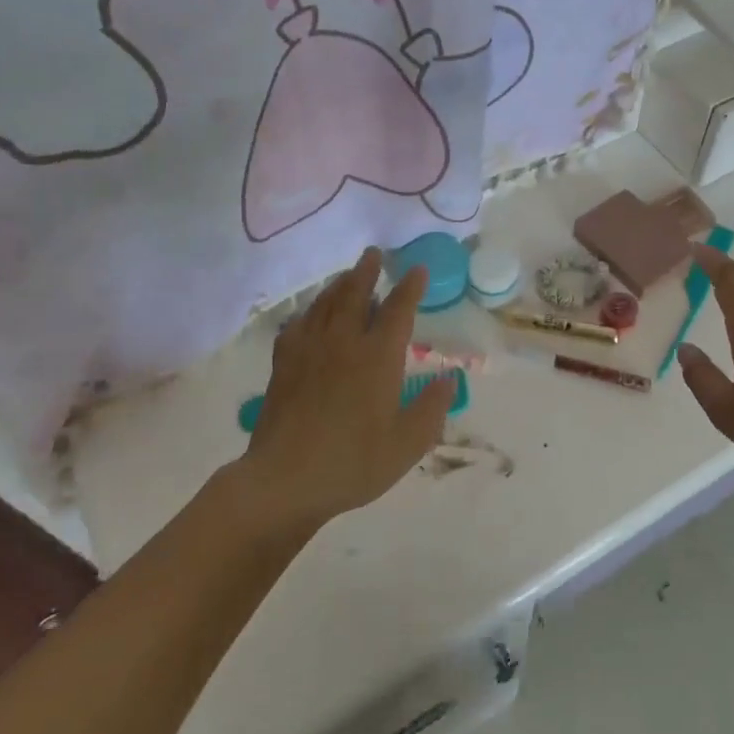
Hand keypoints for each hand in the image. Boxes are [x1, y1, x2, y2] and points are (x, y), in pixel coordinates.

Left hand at [237, 248, 455, 529]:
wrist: (285, 480)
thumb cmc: (354, 462)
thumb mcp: (407, 443)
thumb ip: (432, 408)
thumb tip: (449, 379)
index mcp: (378, 357)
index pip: (398, 310)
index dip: (410, 287)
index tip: (417, 270)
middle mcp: (344, 343)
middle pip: (355, 294)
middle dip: (366, 271)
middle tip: (372, 253)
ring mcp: (309, 351)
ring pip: (325, 304)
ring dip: (339, 285)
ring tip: (346, 275)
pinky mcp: (283, 365)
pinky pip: (297, 325)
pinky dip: (308, 313)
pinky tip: (309, 315)